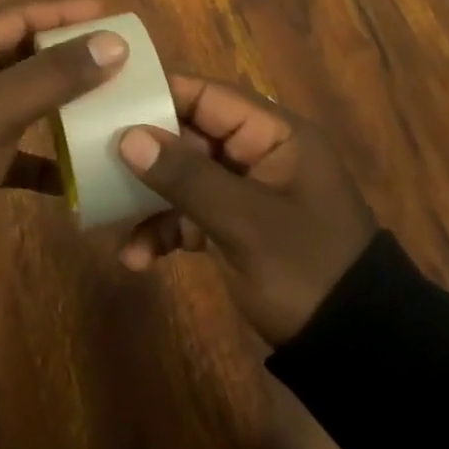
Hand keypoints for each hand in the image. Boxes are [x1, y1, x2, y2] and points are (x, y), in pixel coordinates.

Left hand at [0, 0, 128, 213]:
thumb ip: (55, 74)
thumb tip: (114, 42)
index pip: (14, 15)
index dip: (60, 11)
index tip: (104, 11)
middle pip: (17, 52)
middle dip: (62, 53)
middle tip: (106, 51)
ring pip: (17, 96)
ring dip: (55, 100)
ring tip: (99, 97)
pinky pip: (12, 144)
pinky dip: (41, 154)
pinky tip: (73, 169)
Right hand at [115, 76, 377, 344]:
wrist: (355, 352)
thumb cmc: (306, 270)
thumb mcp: (245, 223)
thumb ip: (187, 176)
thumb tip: (127, 137)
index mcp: (274, 135)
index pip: (207, 96)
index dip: (158, 95)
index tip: (106, 103)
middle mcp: (257, 153)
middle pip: (188, 135)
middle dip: (143, 154)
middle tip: (93, 163)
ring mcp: (244, 192)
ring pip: (182, 177)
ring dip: (147, 199)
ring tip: (107, 218)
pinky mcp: (234, 227)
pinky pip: (189, 214)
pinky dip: (164, 231)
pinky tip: (137, 258)